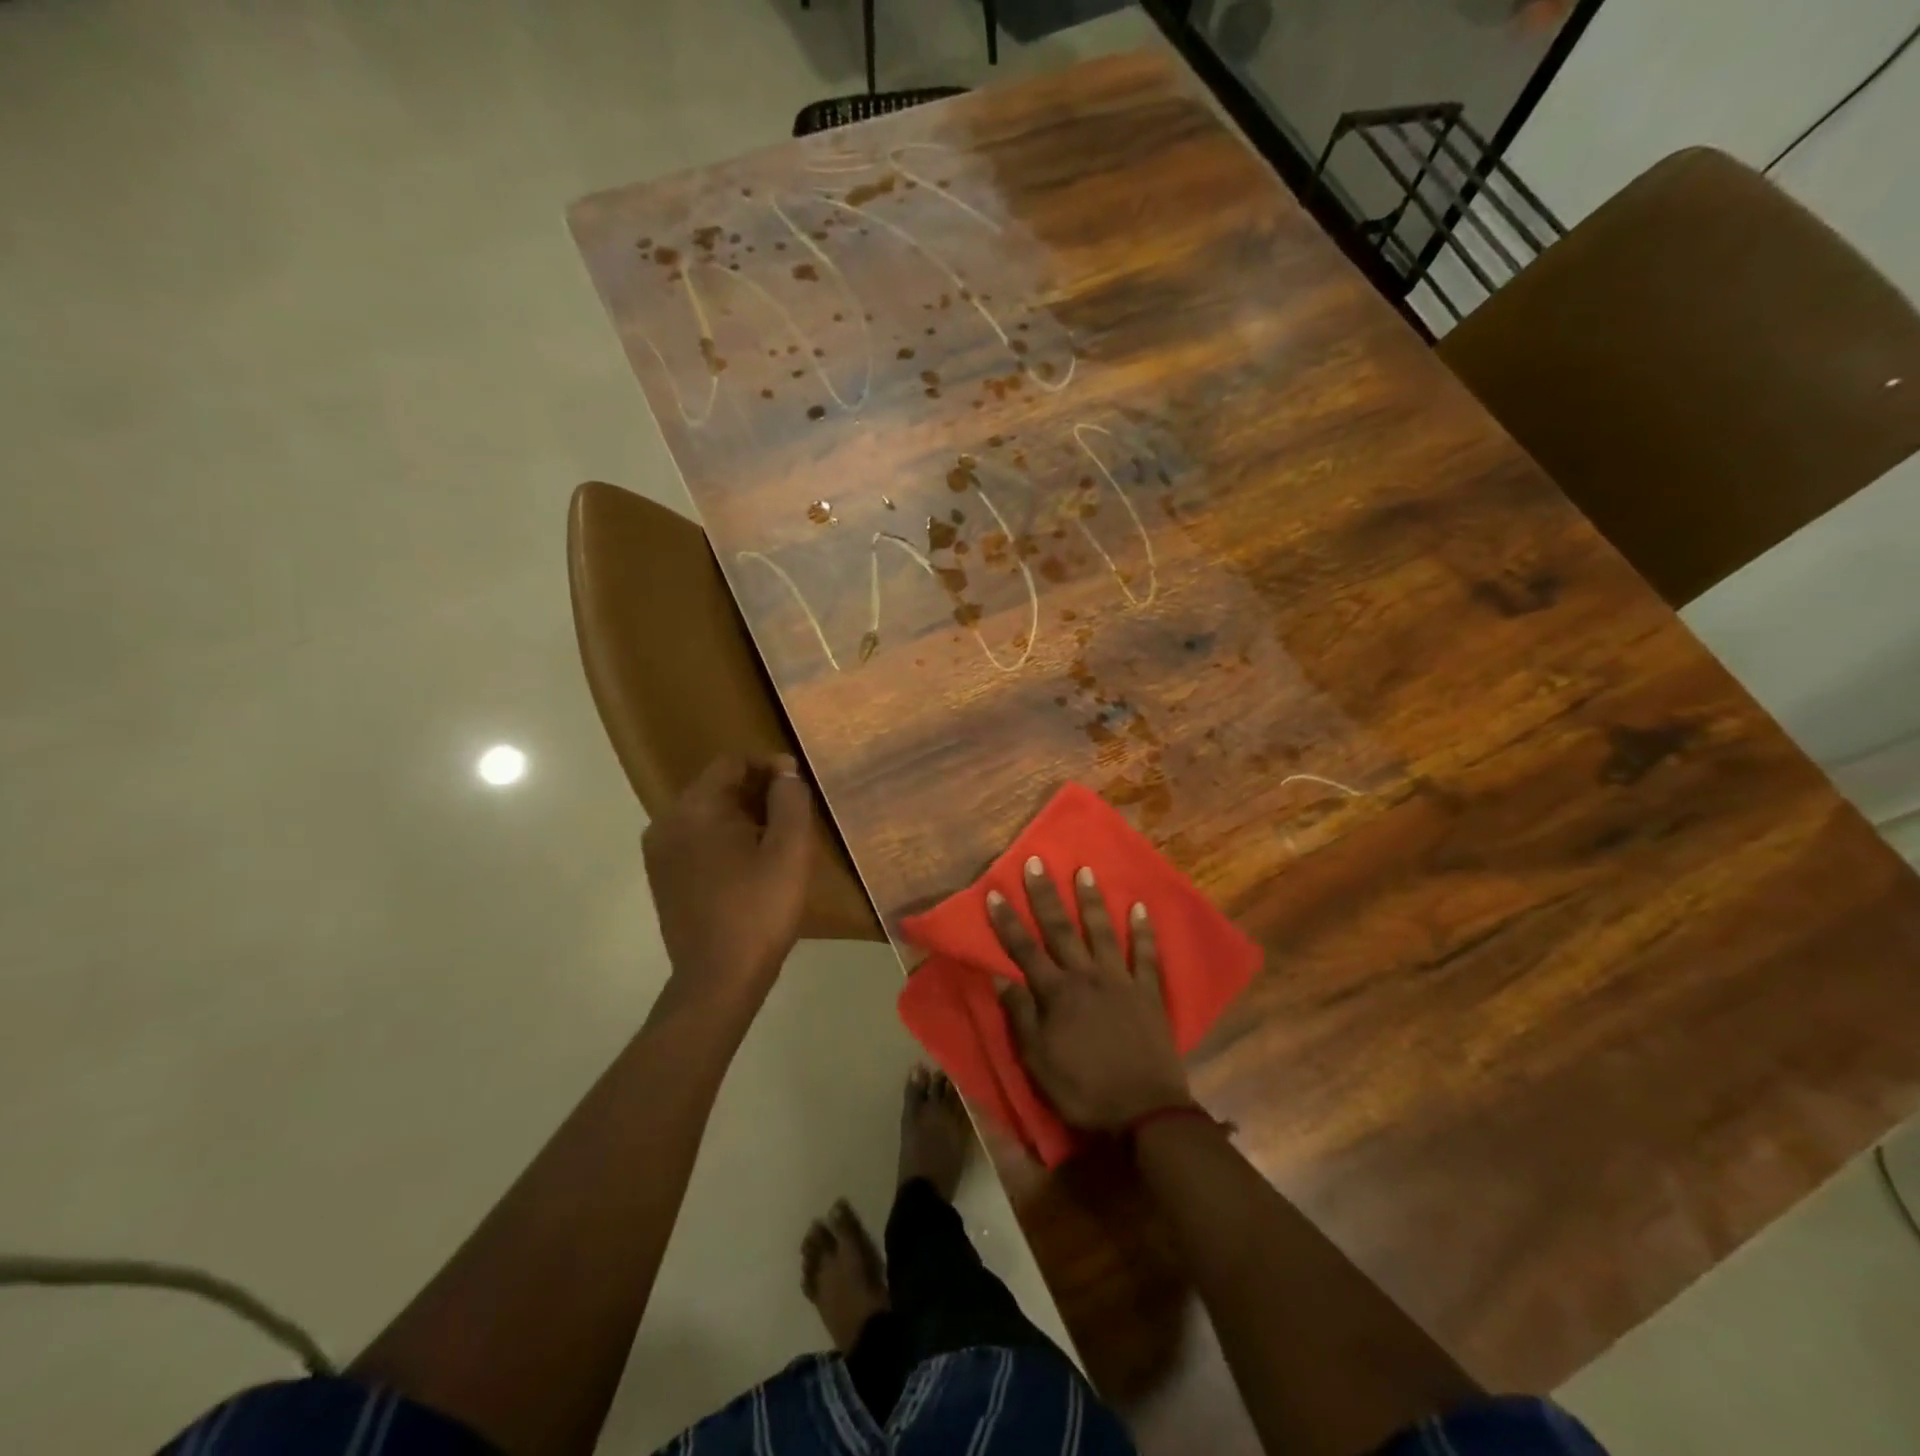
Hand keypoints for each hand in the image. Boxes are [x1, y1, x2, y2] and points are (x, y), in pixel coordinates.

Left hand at [642, 754, 814, 1012]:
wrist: (718, 980)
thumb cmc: (759, 910)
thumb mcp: (790, 850)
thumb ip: (790, 800)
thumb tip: (784, 770)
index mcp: (695, 808)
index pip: (732, 762)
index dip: (769, 766)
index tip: (798, 787)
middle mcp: (667, 822)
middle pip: (717, 786)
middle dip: (756, 792)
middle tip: (793, 815)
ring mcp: (660, 852)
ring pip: (707, 814)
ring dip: (742, 817)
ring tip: (775, 840)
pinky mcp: (662, 877)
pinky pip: (696, 839)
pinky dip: (723, 840)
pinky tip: (749, 866)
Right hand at [988, 857, 1192, 1130]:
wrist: (1144, 1113)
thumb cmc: (1083, 1090)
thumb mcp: (1038, 1061)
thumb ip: (1020, 1016)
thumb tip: (1000, 977)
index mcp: (1056, 993)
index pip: (1024, 949)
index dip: (1007, 921)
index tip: (995, 892)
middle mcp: (1086, 976)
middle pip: (1061, 929)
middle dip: (1045, 895)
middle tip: (1036, 863)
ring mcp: (1120, 980)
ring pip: (1102, 931)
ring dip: (1092, 900)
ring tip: (1085, 870)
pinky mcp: (1148, 992)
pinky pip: (1146, 955)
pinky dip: (1143, 930)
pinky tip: (1140, 906)